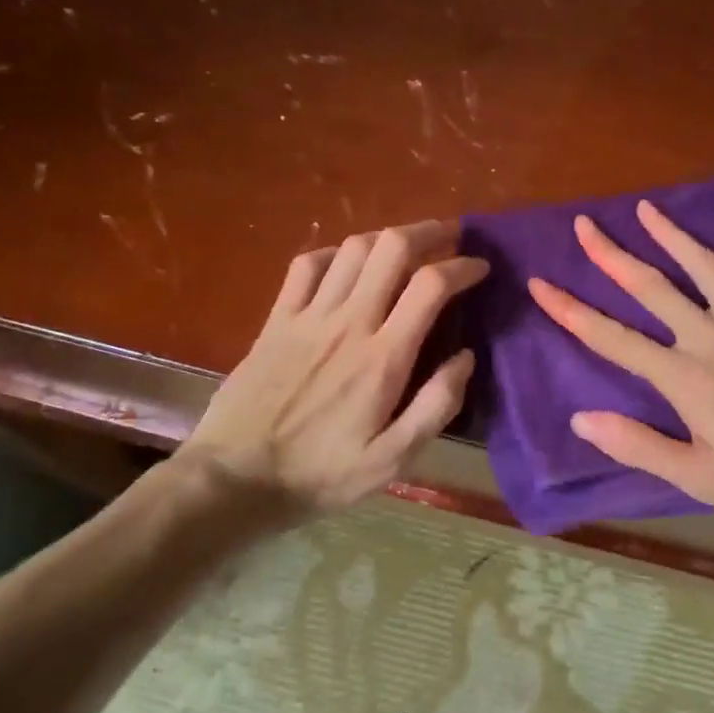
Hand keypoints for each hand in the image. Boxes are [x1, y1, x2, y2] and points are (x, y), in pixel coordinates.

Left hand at [176, 220, 487, 518]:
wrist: (234, 480)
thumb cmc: (320, 474)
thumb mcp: (392, 460)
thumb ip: (436, 406)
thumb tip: (466, 357)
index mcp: (382, 357)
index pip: (430, 286)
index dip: (462, 266)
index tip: (480, 267)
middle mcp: (348, 323)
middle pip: (392, 248)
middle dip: (429, 232)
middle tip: (451, 236)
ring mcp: (308, 316)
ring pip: (353, 248)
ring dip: (388, 236)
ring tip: (408, 246)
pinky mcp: (276, 320)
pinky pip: (307, 265)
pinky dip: (336, 252)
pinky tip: (349, 262)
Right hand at [527, 200, 713, 523]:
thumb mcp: (698, 477)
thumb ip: (639, 445)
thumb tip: (582, 418)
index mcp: (683, 377)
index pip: (614, 339)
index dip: (572, 311)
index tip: (542, 284)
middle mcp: (711, 337)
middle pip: (653, 288)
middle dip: (613, 255)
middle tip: (586, 224)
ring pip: (707, 268)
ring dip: (674, 235)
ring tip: (647, 208)